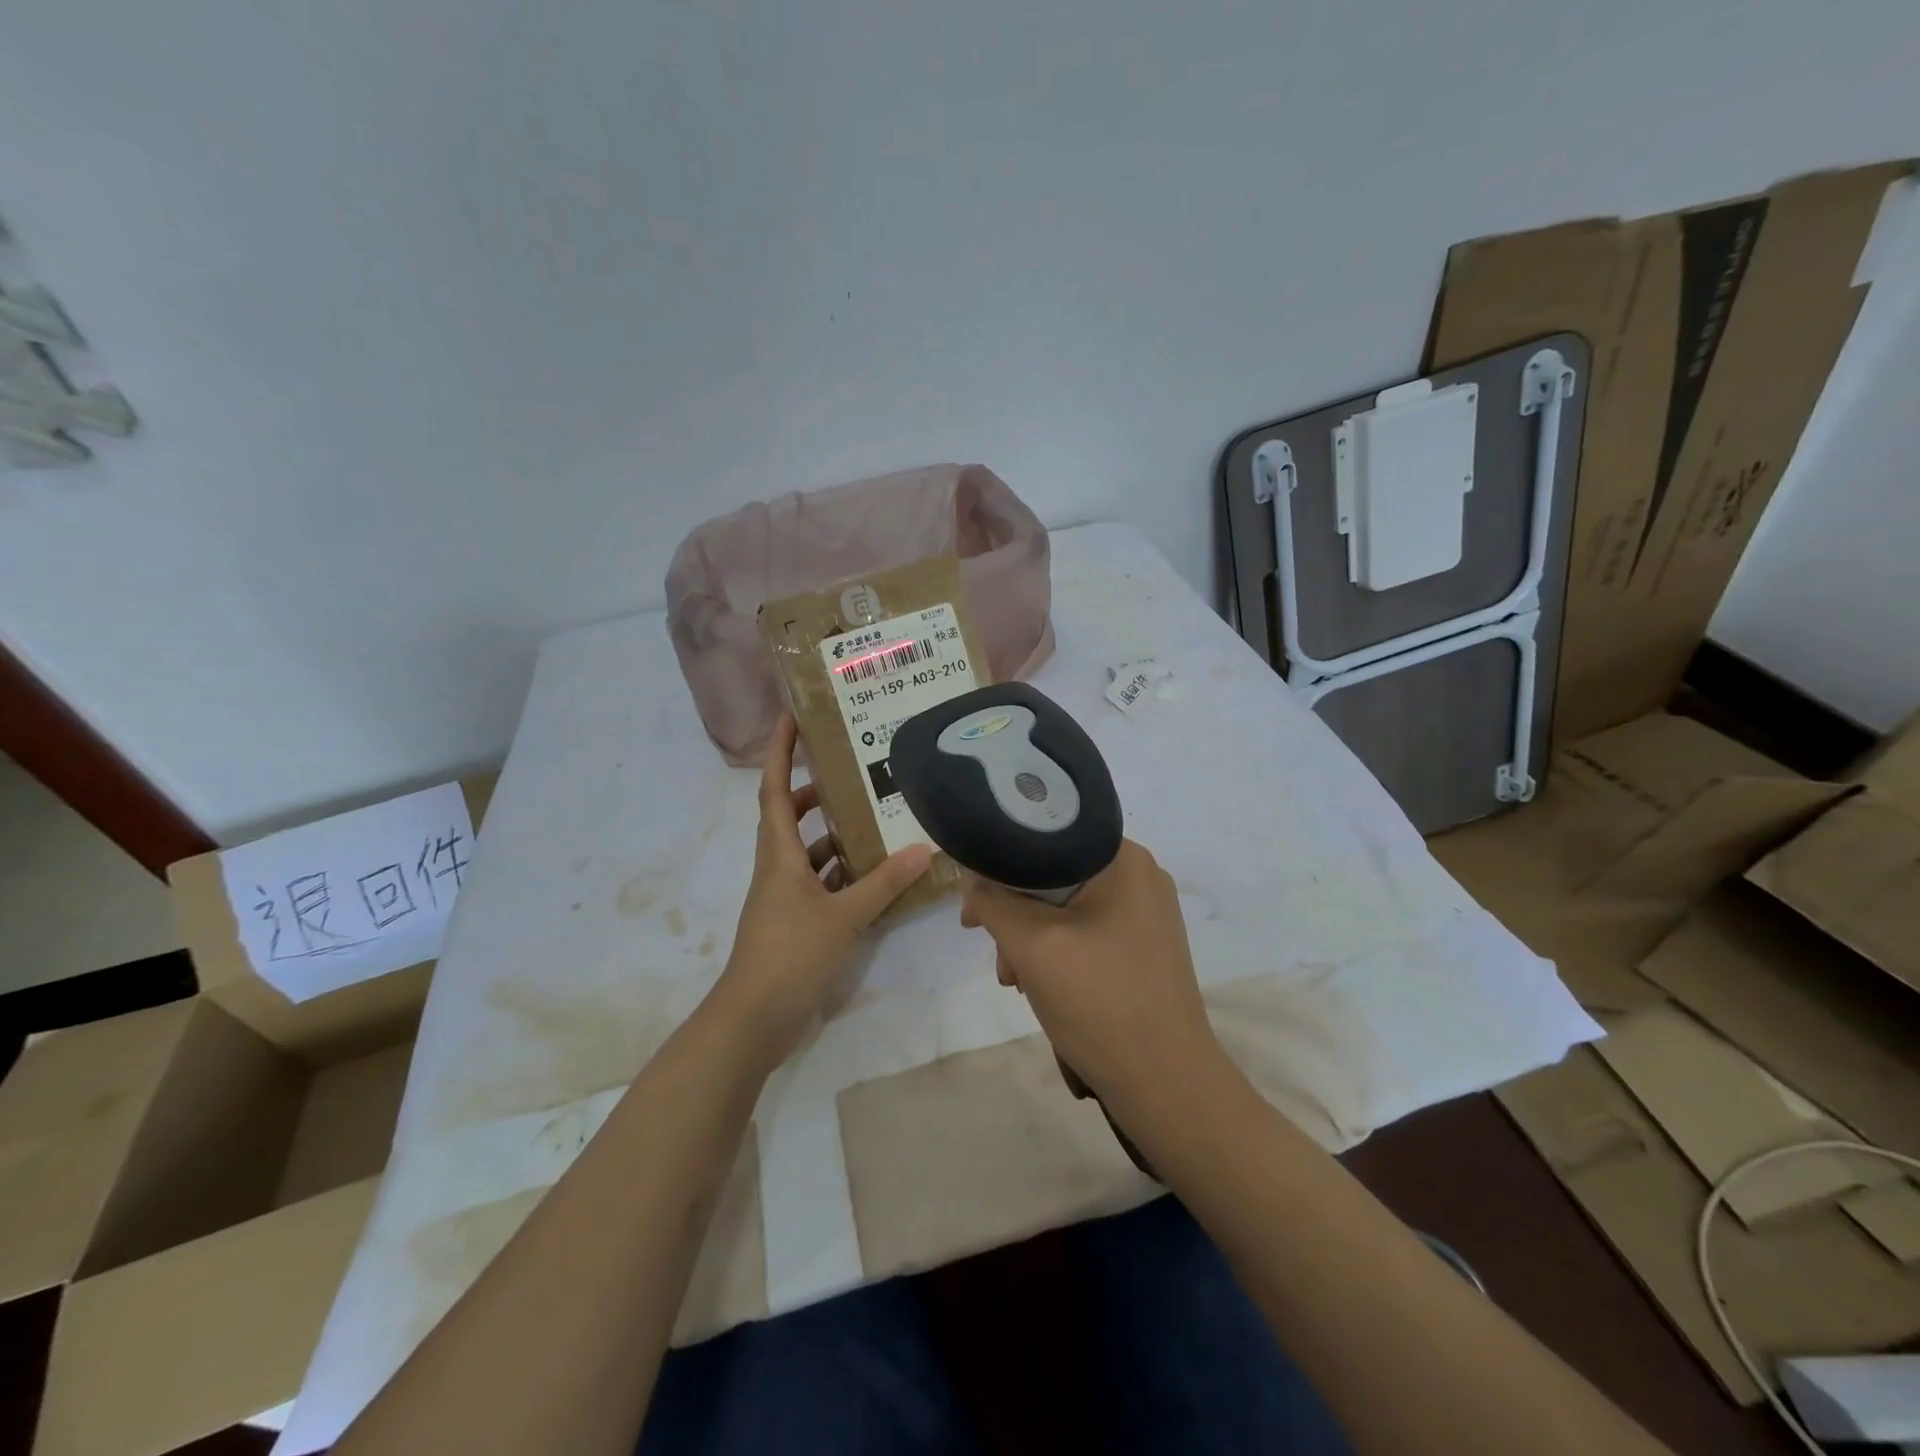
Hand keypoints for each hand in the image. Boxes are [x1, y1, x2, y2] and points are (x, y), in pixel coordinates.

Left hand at [712, 715, 931, 1065]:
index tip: (791, 718)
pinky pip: (821, 883)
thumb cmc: (789, 955)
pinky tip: (874, 872)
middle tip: (851, 770)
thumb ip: (882, 883)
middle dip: (813, 790)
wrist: (754, 1019)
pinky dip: (843, 873)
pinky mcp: (796, 921)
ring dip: (833, 833)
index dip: (779, 752)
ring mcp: (785, 897)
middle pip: (789, 816)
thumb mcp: (842, 916)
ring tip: (872, 816)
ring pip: (807, 851)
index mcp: (778, 854)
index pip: (773, 789)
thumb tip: (921, 848)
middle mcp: (777, 868)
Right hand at [960, 840, 1220, 1100]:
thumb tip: (970, 876)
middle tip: (995, 953)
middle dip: (1015, 914)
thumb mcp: (1031, 944)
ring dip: (1033, 938)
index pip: (1044, 840)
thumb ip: (992, 901)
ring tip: (1016, 980)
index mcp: (1124, 859)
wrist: (1165, 1083)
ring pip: (1068, 908)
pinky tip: (1042, 985)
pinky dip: (1059, 952)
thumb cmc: (1099, 1001)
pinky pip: (1088, 931)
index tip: (972, 906)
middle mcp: (1141, 876)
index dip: (998, 869)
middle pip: (1054, 876)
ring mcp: (1147, 914)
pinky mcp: (1145, 947)